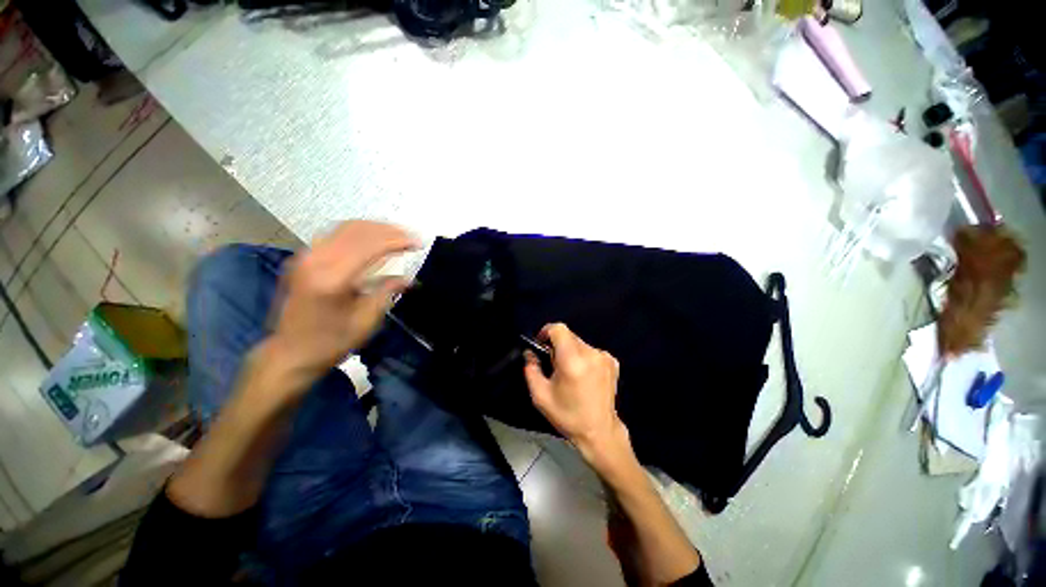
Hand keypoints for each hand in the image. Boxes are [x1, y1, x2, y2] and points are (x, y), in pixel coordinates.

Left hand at [270, 220, 417, 377]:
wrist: (289, 353)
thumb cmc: (331, 342)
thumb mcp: (365, 321)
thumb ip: (387, 292)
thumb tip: (408, 278)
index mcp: (333, 279)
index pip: (370, 246)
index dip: (397, 241)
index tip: (418, 243)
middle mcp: (316, 260)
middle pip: (358, 231)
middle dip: (388, 231)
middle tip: (410, 237)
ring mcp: (305, 257)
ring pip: (344, 228)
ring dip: (374, 228)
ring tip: (396, 235)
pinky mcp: (302, 259)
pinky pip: (334, 235)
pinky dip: (357, 233)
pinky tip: (371, 239)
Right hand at [523, 323, 629, 465]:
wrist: (599, 431)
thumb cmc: (568, 415)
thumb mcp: (540, 396)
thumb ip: (531, 369)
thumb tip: (530, 353)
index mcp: (572, 361)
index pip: (559, 329)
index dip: (547, 332)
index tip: (541, 344)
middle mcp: (591, 354)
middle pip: (569, 335)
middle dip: (558, 345)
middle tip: (554, 365)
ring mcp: (604, 357)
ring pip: (579, 343)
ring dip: (571, 351)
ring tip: (570, 372)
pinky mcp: (612, 362)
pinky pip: (591, 351)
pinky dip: (584, 357)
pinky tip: (583, 375)